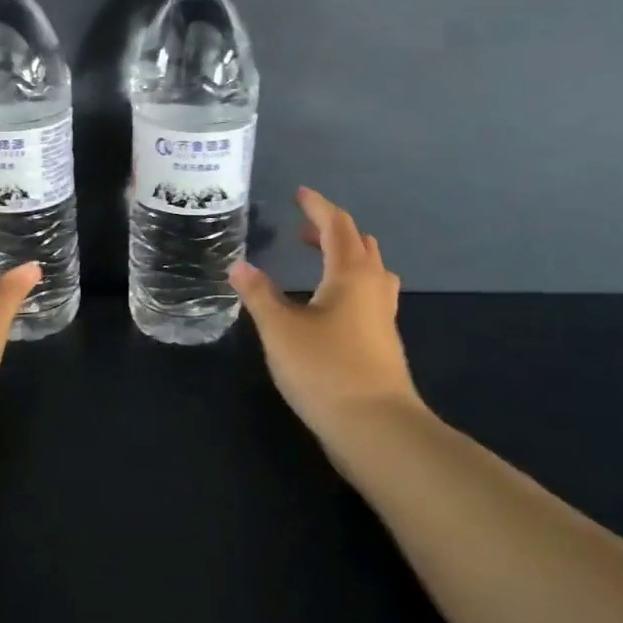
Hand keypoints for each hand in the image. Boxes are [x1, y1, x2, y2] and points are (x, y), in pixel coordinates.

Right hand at [229, 188, 425, 447]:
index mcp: (350, 274)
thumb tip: (238, 265)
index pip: (336, 225)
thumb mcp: (280, 330)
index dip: (317, 206)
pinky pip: (370, 295)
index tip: (299, 193)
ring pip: (371, 270)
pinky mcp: (383, 342)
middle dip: (331, 230)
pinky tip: (330, 305)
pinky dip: (350, 283)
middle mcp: (374, 287)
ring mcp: (383, 316)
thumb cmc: (325, 370)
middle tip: (302, 230)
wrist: (376, 429)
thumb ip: (258, 294)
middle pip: (359, 244)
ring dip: (346, 256)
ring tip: (319, 261)